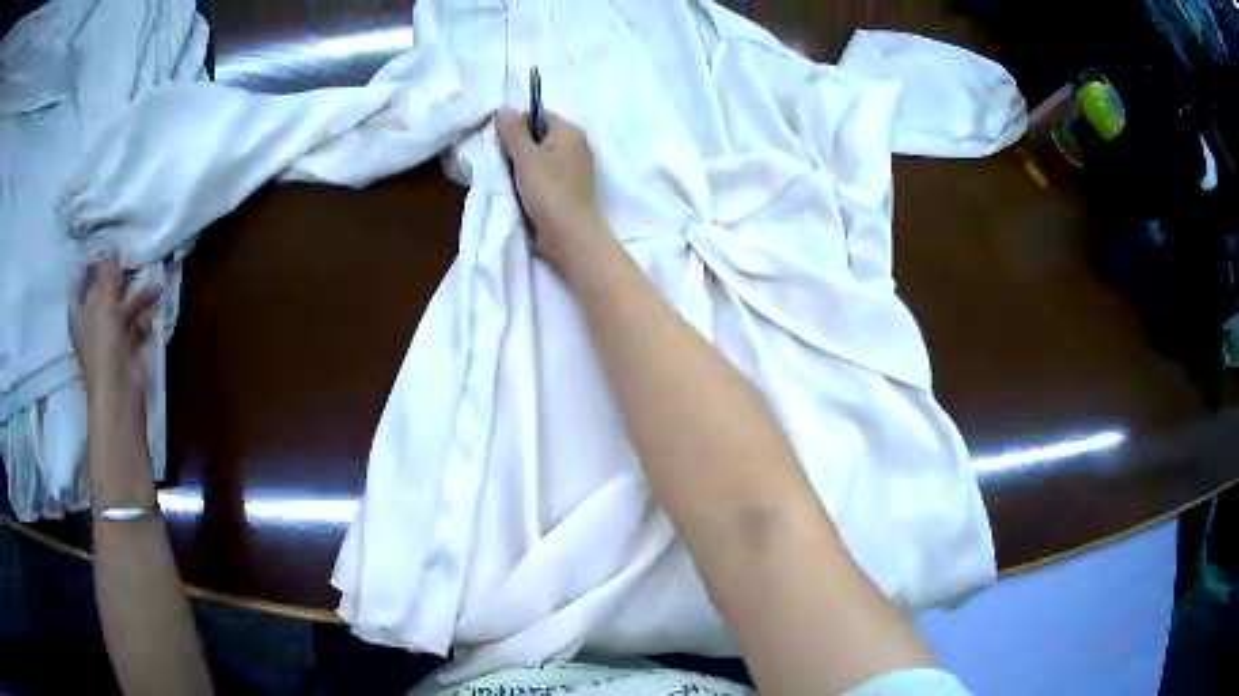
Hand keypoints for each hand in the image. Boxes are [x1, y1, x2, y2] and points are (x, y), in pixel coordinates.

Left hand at [69, 256, 161, 404]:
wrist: (119, 396)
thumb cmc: (104, 350)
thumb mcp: (104, 306)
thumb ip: (107, 276)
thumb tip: (109, 245)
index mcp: (82, 317)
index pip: (81, 288)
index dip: (90, 269)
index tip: (103, 250)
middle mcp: (95, 327)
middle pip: (105, 297)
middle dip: (119, 281)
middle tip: (134, 261)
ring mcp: (112, 342)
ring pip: (124, 313)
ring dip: (138, 300)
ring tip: (156, 289)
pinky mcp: (128, 354)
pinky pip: (136, 331)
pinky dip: (144, 321)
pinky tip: (153, 314)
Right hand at [495, 108, 605, 267]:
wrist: (570, 236)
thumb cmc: (549, 192)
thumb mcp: (526, 158)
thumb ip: (513, 132)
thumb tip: (502, 109)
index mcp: (570, 132)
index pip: (538, 115)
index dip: (516, 125)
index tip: (499, 142)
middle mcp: (577, 146)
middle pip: (539, 136)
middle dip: (517, 147)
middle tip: (500, 161)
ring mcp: (574, 169)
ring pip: (540, 158)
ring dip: (522, 166)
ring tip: (507, 177)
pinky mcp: (569, 189)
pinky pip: (545, 176)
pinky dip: (531, 180)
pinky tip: (519, 191)